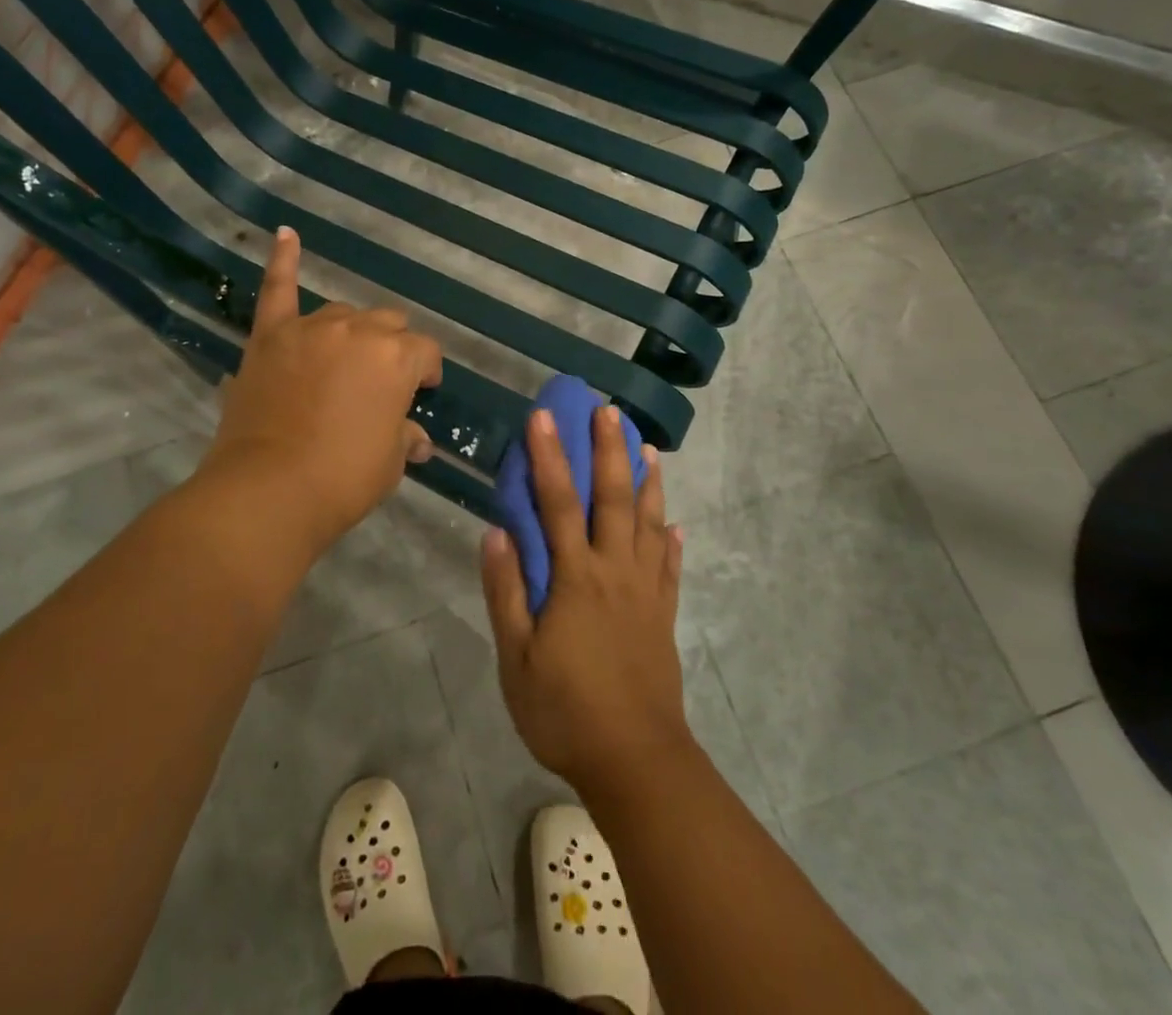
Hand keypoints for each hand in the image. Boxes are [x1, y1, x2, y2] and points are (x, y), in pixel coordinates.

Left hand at [203, 227, 441, 558]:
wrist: (269, 490)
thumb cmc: (342, 479)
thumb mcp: (389, 462)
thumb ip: (404, 437)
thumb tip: (416, 440)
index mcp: (396, 358)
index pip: (425, 352)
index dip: (426, 373)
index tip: (422, 393)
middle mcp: (358, 331)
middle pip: (387, 323)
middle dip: (391, 348)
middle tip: (380, 382)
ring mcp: (310, 328)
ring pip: (343, 312)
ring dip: (351, 331)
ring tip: (343, 359)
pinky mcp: (270, 336)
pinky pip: (278, 289)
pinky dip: (283, 261)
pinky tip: (285, 233)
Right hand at [481, 404, 690, 794]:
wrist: (636, 760)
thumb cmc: (565, 710)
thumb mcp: (517, 657)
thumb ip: (506, 591)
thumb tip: (496, 532)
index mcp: (575, 578)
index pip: (558, 503)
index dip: (549, 457)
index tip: (544, 417)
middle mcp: (614, 571)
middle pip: (612, 499)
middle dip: (608, 451)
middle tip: (608, 411)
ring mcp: (645, 591)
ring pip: (648, 523)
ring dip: (647, 482)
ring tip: (649, 447)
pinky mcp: (663, 615)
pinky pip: (670, 566)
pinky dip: (671, 539)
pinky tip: (674, 522)